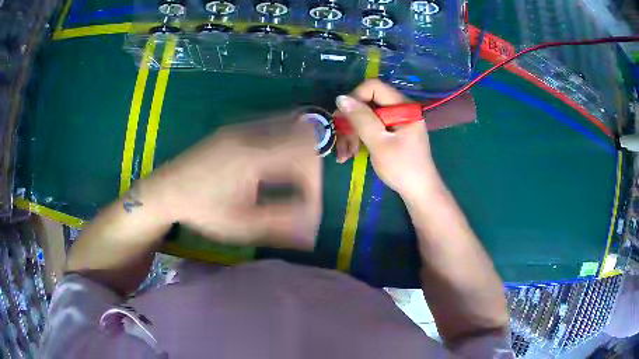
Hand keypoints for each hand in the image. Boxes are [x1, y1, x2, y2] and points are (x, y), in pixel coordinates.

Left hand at [139, 117, 321, 249]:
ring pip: (291, 126)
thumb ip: (280, 226)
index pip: (304, 157)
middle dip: (313, 166)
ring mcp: (244, 126)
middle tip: (306, 193)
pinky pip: (276, 125)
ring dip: (302, 151)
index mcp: (252, 156)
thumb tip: (311, 235)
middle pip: (304, 136)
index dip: (315, 184)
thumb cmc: (201, 210)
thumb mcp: (240, 225)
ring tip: (296, 180)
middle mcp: (251, 132)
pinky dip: (288, 142)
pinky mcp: (238, 127)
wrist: (167, 189)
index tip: (309, 209)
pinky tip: (278, 165)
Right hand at [335, 80, 441, 198]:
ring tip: (343, 155)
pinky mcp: (392, 132)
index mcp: (403, 106)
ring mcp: (396, 121)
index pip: (373, 87)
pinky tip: (349, 154)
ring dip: (351, 133)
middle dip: (350, 122)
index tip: (343, 119)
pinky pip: (371, 128)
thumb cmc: (402, 168)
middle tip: (339, 142)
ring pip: (366, 117)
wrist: (419, 192)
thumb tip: (341, 98)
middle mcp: (400, 109)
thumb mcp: (379, 143)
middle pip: (367, 103)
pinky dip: (359, 139)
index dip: (354, 98)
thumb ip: (361, 119)